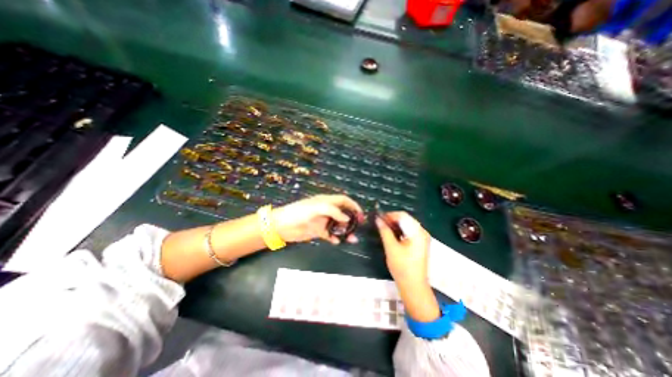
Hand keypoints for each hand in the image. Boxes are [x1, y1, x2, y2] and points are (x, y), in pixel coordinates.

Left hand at [273, 194, 365, 244]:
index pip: (343, 200)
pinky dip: (335, 238)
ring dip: (345, 231)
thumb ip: (333, 211)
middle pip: (342, 213)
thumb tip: (347, 218)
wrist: (282, 225)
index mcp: (326, 201)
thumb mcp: (316, 208)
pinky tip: (338, 242)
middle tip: (359, 226)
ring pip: (338, 225)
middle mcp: (326, 210)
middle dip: (352, 219)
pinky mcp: (318, 231)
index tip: (360, 213)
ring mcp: (322, 221)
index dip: (353, 205)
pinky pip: (330, 234)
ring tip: (352, 239)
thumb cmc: (299, 212)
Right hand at [375, 212, 439, 321]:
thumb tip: (377, 219)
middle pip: (405, 219)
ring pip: (406, 225)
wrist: (413, 286)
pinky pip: (408, 231)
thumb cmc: (402, 267)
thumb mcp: (391, 248)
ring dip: (394, 225)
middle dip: (391, 220)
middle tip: (379, 224)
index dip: (389, 215)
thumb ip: (384, 231)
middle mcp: (422, 232)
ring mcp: (422, 238)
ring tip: (383, 229)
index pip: (402, 215)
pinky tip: (391, 234)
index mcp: (417, 232)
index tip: (378, 218)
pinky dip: (399, 231)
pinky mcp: (419, 243)